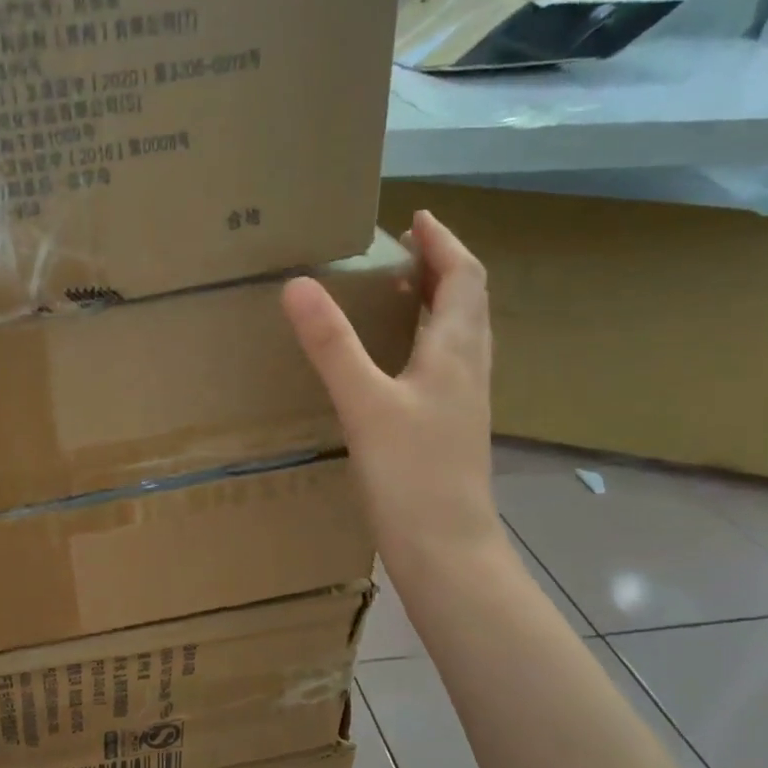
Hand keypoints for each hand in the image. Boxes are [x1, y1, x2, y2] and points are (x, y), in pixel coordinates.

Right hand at [281, 210, 509, 575]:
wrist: (446, 549)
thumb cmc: (410, 475)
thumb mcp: (364, 403)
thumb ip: (331, 345)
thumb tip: (297, 284)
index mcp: (456, 352)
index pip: (464, 278)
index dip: (444, 243)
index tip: (416, 218)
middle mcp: (469, 369)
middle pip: (468, 301)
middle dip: (441, 266)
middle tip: (403, 250)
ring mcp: (465, 401)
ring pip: (460, 334)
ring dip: (438, 302)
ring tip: (400, 292)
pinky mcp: (451, 427)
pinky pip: (447, 364)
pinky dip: (427, 340)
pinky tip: (398, 360)